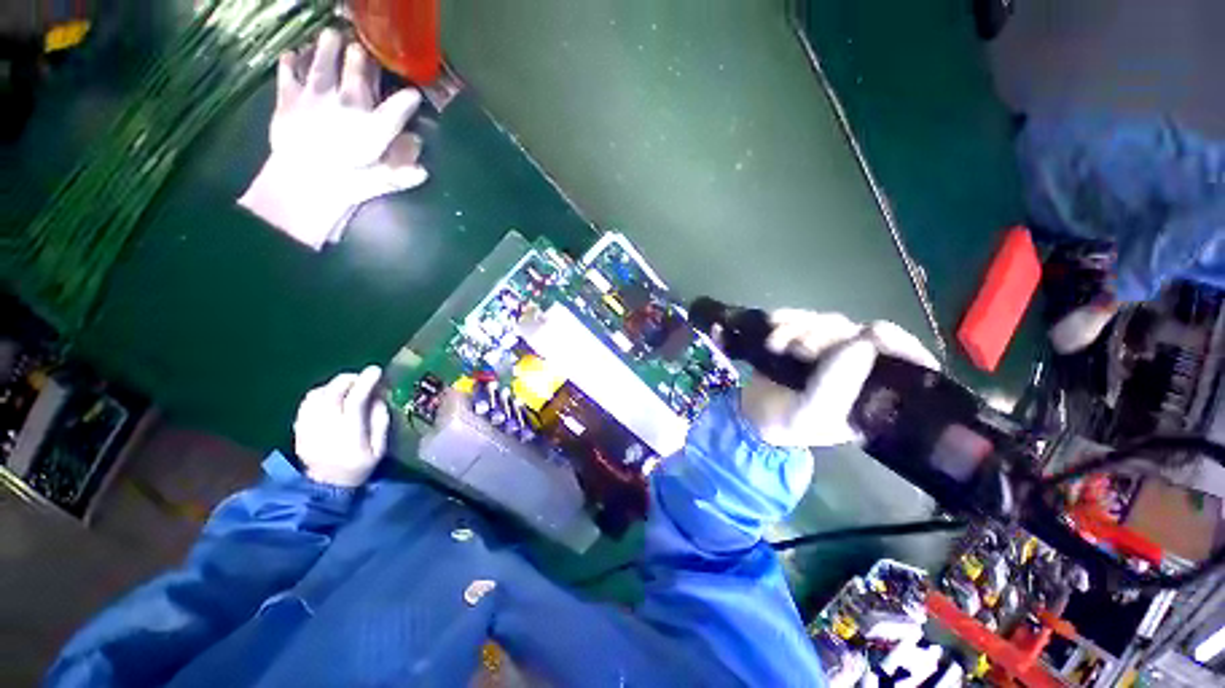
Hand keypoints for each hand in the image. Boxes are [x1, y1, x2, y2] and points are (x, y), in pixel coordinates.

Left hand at [238, 28, 427, 248]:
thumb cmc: (346, 186)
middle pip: (357, 68)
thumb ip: (402, 174)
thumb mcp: (381, 182)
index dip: (409, 98)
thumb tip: (423, 170)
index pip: (400, 106)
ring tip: (332, 34)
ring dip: (329, 45)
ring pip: (325, 60)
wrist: (301, 185)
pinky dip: (292, 60)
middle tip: (363, 49)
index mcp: (374, 125)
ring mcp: (316, 95)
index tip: (413, 95)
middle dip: (363, 57)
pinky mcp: (289, 97)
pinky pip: (290, 70)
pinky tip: (295, 54)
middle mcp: (348, 102)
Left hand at [293, 366, 390, 486]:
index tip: (376, 370)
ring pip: (317, 394)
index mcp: (349, 434)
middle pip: (333, 393)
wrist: (325, 486)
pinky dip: (321, 392)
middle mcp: (325, 427)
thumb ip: (380, 421)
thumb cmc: (359, 467)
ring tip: (348, 385)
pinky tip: (331, 396)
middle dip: (349, 379)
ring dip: (334, 384)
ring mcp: (308, 427)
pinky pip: (307, 402)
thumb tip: (379, 397)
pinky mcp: (298, 428)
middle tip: (363, 376)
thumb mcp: (379, 448)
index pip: (355, 400)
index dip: (366, 382)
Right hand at [739, 310, 939, 447]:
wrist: (747, 412)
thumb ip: (833, 386)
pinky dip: (787, 318)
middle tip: (798, 349)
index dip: (895, 343)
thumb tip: (861, 343)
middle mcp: (858, 369)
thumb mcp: (809, 415)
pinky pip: (804, 318)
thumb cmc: (782, 422)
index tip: (872, 333)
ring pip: (830, 323)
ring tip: (774, 343)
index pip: (905, 362)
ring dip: (800, 327)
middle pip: (859, 335)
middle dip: (826, 336)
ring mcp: (831, 350)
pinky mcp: (805, 337)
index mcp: (871, 394)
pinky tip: (773, 323)